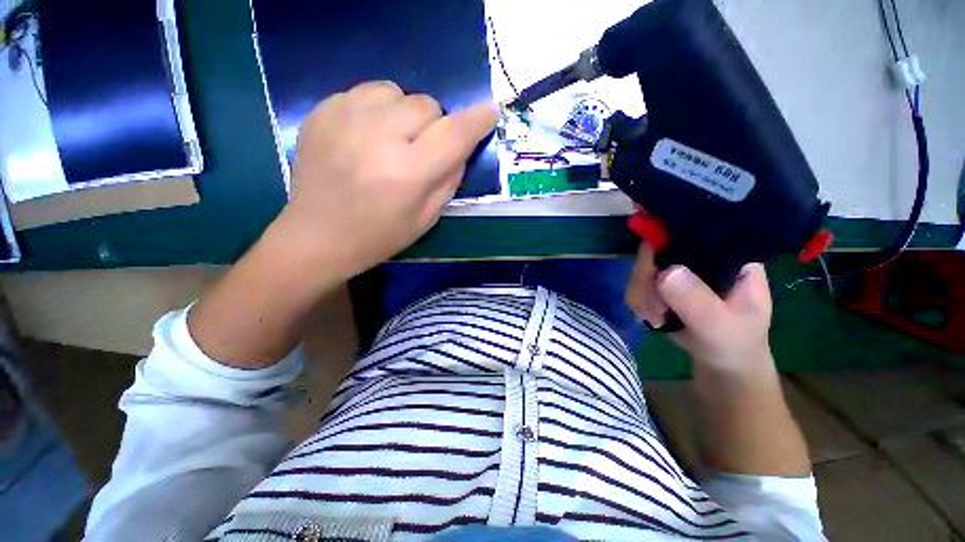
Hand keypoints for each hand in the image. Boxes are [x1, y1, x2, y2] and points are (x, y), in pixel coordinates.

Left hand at [277, 81, 496, 280]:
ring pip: (397, 91)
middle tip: (421, 150)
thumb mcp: (426, 218)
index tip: (490, 112)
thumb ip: (449, 179)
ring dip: (405, 113)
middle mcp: (378, 137)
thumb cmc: (379, 236)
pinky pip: (367, 92)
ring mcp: (345, 117)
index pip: (454, 134)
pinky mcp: (322, 109)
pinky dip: (377, 109)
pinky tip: (367, 135)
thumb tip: (462, 147)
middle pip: (427, 104)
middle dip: (434, 125)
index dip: (477, 120)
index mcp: (408, 172)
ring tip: (392, 139)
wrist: (317, 235)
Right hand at [625, 243, 773, 378]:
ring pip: (640, 268)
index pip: (690, 230)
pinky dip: (638, 302)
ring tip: (657, 317)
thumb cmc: (734, 342)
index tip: (652, 267)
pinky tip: (652, 317)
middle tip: (655, 308)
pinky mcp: (660, 282)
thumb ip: (697, 301)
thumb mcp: (721, 326)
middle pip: (655, 249)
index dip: (663, 239)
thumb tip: (665, 272)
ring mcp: (676, 267)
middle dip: (646, 280)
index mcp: (726, 252)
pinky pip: (635, 283)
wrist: (722, 361)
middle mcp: (698, 254)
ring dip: (641, 295)